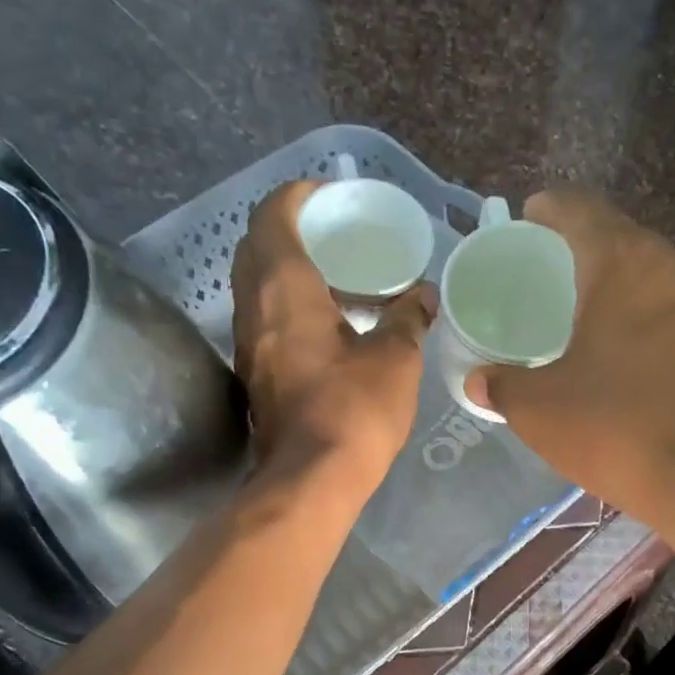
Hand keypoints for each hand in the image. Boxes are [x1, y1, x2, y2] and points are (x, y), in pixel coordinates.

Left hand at [232, 180, 432, 489]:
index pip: (274, 215)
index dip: (297, 195)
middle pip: (257, 246)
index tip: (328, 196)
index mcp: (284, 287)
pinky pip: (264, 319)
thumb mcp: (395, 358)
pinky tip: (326, 324)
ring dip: (286, 270)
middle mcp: (254, 307)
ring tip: (335, 276)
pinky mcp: (255, 374)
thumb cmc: (354, 409)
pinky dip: (287, 305)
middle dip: (289, 229)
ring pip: (256, 285)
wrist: (312, 479)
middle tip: (333, 234)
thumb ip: (409, 317)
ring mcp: (249, 343)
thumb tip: (425, 294)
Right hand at [469, 189, 674, 515]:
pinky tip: (629, 351)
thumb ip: (501, 384)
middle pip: (620, 238)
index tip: (529, 218)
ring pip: (652, 275)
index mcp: (621, 263)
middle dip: (584, 247)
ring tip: (588, 312)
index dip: (549, 209)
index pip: (580, 210)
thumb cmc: (612, 426)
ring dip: (619, 284)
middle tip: (550, 273)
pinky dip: (646, 317)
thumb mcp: (537, 407)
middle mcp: (670, 267)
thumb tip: (478, 380)